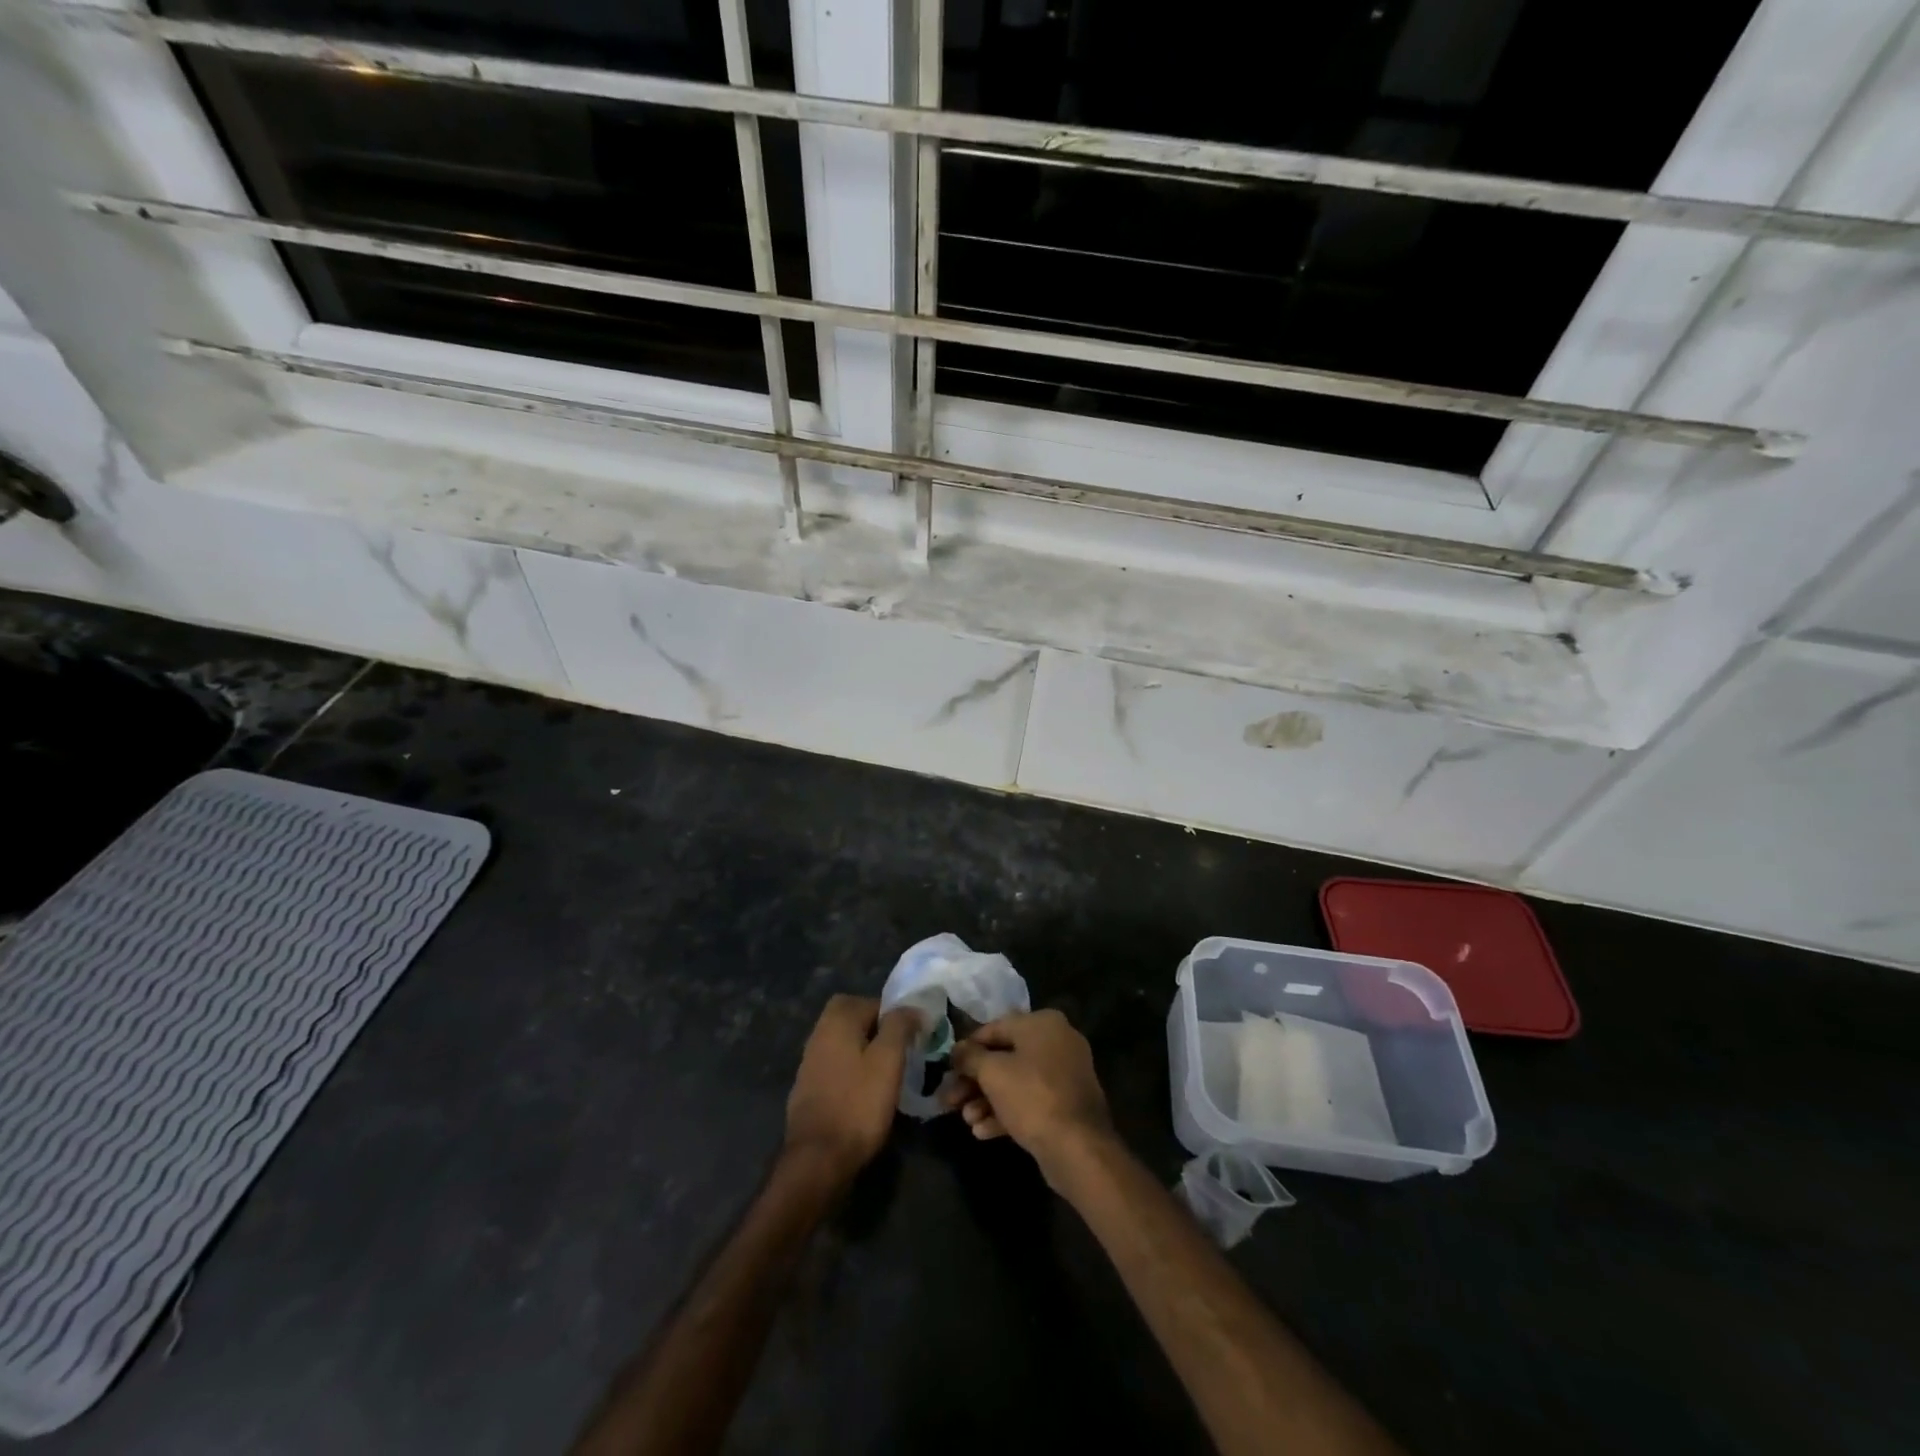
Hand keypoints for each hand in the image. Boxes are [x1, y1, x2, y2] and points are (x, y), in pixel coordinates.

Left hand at [783, 994, 919, 1183]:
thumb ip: (899, 1026)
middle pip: (853, 1017)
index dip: (896, 1015)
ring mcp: (809, 1062)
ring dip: (865, 1050)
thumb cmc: (858, 1104)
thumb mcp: (888, 1061)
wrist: (817, 1159)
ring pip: (844, 1042)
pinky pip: (836, 1065)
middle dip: (877, 1028)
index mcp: (837, 1020)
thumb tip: (910, 1006)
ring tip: (887, 1073)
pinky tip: (866, 1091)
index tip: (914, 1035)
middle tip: (899, 1050)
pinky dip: (852, 1070)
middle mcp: (819, 1034)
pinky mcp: (808, 1088)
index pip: (872, 1001)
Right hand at [946, 1009, 1115, 1182]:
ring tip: (967, 1120)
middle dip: (974, 1081)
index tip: (948, 1068)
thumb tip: (957, 1050)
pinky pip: (1030, 1101)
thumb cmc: (1032, 1096)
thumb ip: (970, 1057)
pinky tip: (982, 1132)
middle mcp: (1057, 1042)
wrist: (1078, 1147)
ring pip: (1015, 1082)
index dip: (967, 1049)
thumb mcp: (992, 1073)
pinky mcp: (1066, 1105)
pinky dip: (1006, 1112)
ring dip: (986, 1100)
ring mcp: (1064, 1075)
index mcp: (1042, 1023)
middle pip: (1004, 1057)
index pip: (995, 1028)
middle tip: (950, 1101)